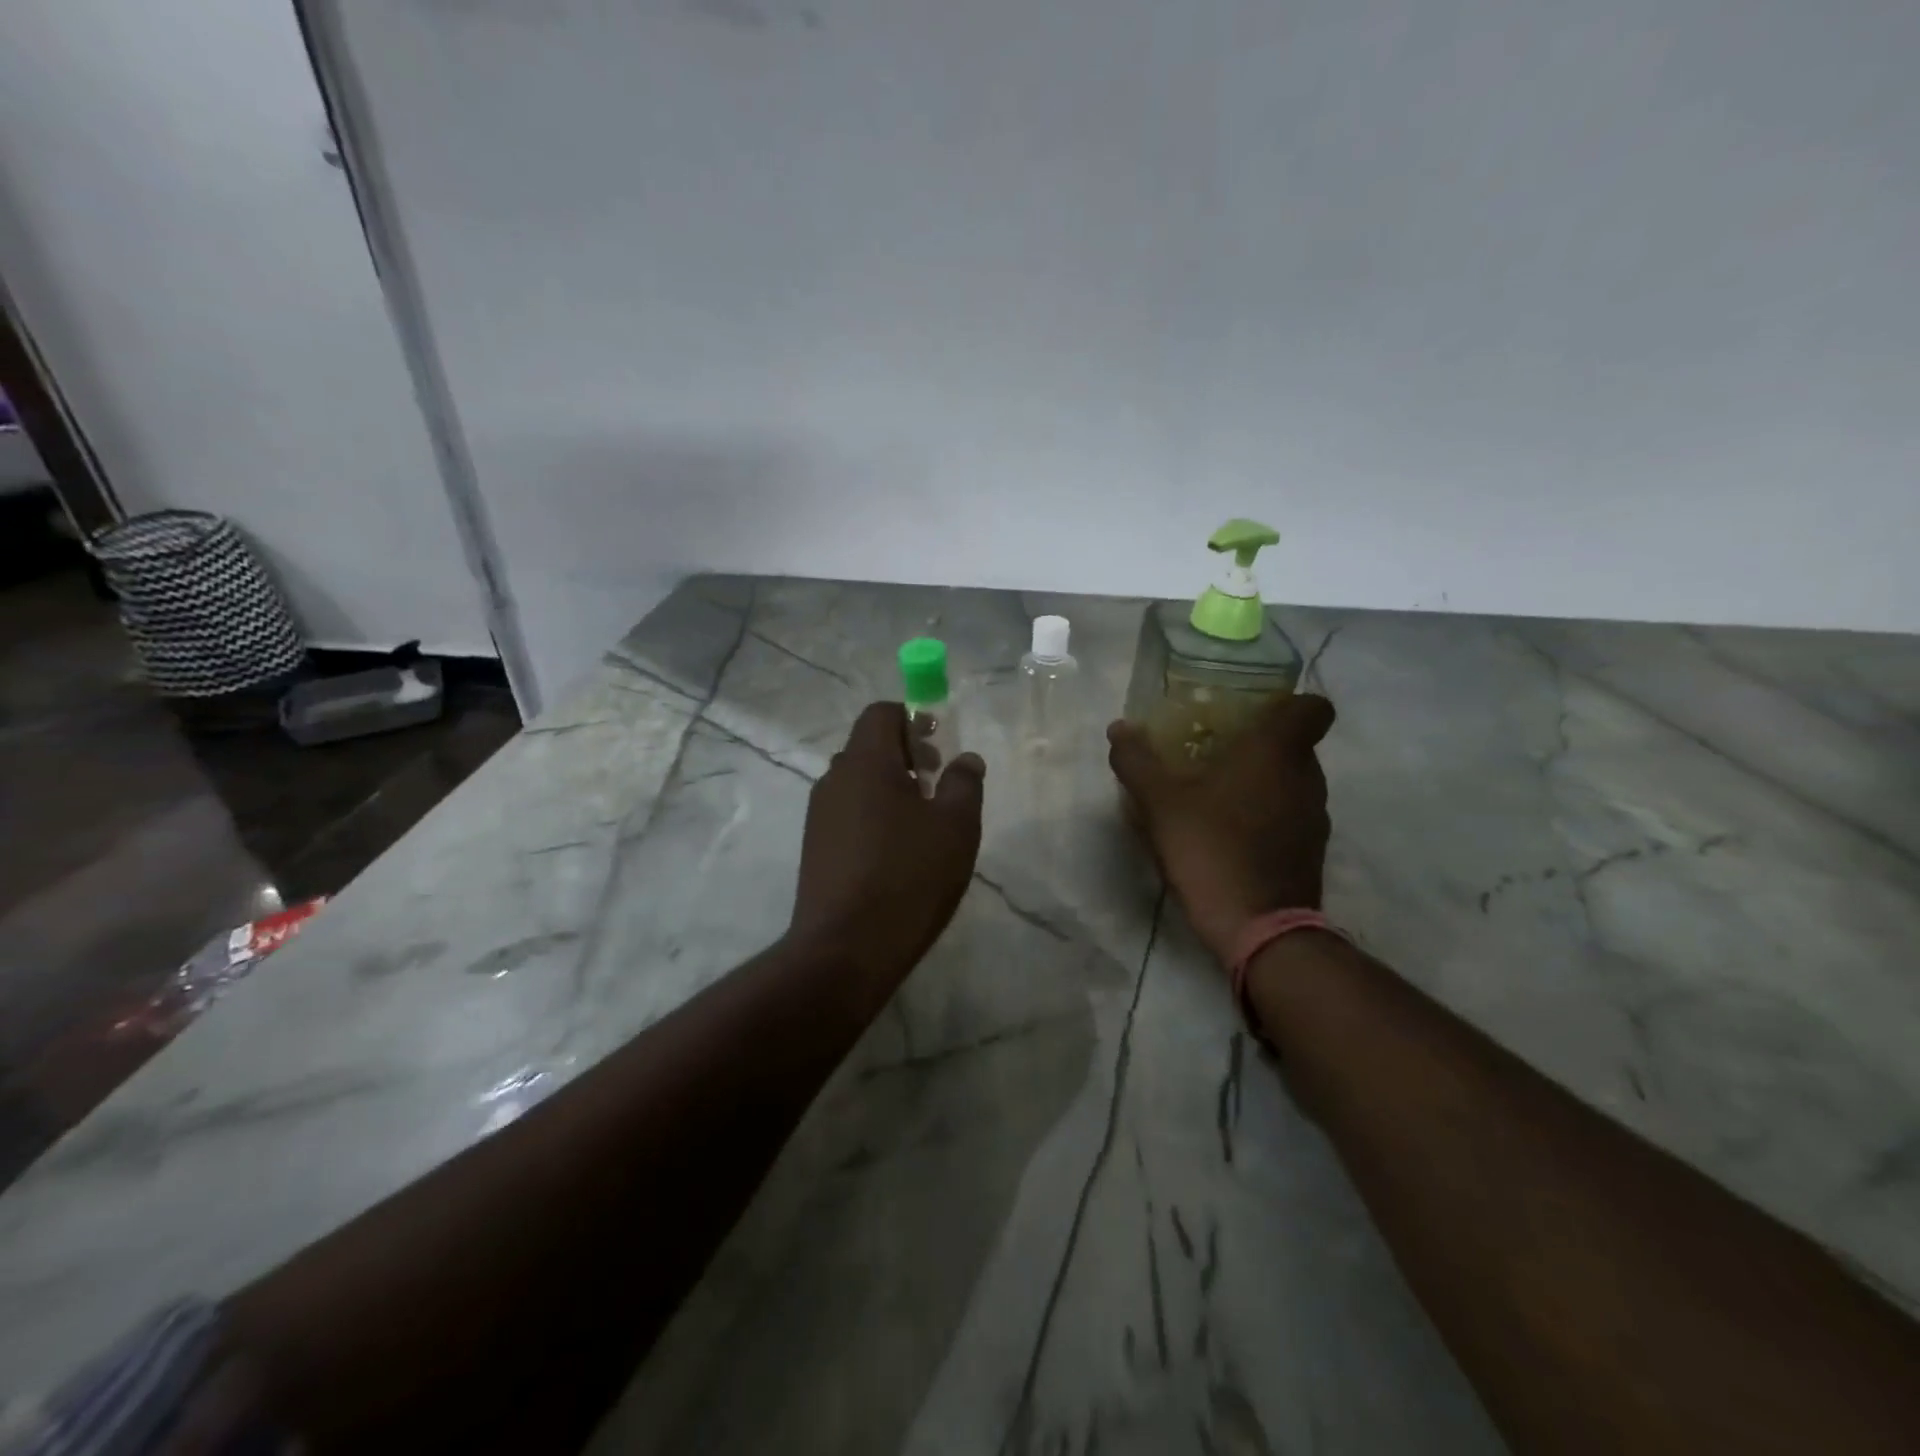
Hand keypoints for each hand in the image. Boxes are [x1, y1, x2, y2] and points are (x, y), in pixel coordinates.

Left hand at [790, 702, 985, 991]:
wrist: (846, 948)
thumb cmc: (909, 876)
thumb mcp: (955, 826)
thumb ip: (964, 783)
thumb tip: (965, 758)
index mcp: (865, 762)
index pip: (880, 714)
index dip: (912, 719)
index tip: (939, 745)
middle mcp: (834, 779)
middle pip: (868, 747)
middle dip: (905, 755)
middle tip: (937, 784)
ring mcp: (819, 816)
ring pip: (858, 782)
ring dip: (890, 787)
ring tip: (922, 823)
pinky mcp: (815, 848)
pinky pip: (848, 813)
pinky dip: (874, 814)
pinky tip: (897, 853)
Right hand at [1108, 694, 1335, 964]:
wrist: (1257, 927)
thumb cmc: (1211, 847)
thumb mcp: (1159, 802)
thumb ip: (1137, 761)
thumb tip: (1119, 728)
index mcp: (1278, 751)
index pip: (1313, 706)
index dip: (1287, 702)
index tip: (1252, 711)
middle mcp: (1307, 777)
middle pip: (1294, 744)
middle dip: (1257, 743)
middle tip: (1213, 751)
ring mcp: (1314, 817)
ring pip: (1290, 781)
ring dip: (1259, 781)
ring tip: (1214, 794)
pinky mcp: (1310, 851)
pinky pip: (1289, 815)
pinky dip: (1264, 814)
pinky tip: (1227, 833)